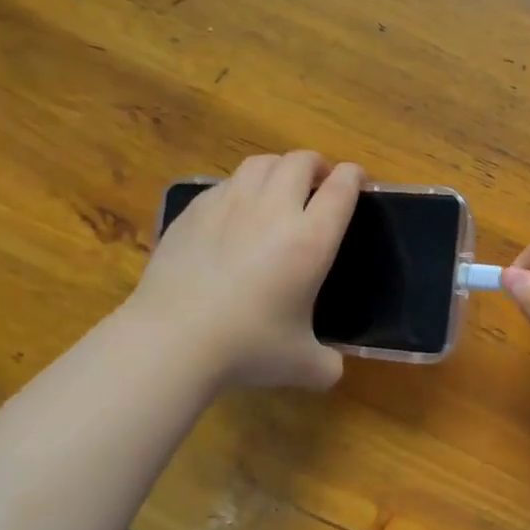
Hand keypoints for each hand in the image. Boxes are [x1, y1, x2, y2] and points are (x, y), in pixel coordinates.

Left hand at [129, 152, 362, 390]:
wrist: (172, 340)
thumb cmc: (247, 347)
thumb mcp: (301, 364)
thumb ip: (327, 363)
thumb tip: (333, 368)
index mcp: (311, 239)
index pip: (342, 188)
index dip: (354, 176)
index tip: (357, 179)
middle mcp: (274, 210)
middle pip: (300, 161)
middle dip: (316, 164)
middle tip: (319, 181)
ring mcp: (229, 205)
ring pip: (260, 163)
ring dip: (278, 168)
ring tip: (279, 187)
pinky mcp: (194, 211)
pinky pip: (225, 183)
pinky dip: (241, 187)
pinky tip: (235, 212)